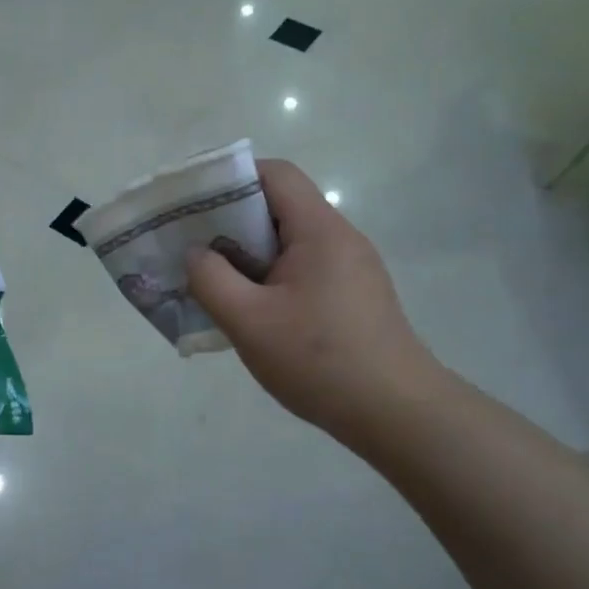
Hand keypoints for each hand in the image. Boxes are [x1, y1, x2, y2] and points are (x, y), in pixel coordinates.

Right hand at [186, 160, 445, 445]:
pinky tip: (251, 312)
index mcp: (319, 231)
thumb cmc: (319, 360)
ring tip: (214, 282)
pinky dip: (269, 278)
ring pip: (289, 243)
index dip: (231, 179)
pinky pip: (302, 270)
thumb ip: (211, 279)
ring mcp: (350, 269)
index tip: (194, 206)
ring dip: (248, 255)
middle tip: (193, 247)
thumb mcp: (248, 321)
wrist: (396, 414)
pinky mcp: (353, 296)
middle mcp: (340, 239)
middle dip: (231, 221)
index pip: (275, 174)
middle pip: (280, 207)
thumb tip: (196, 253)